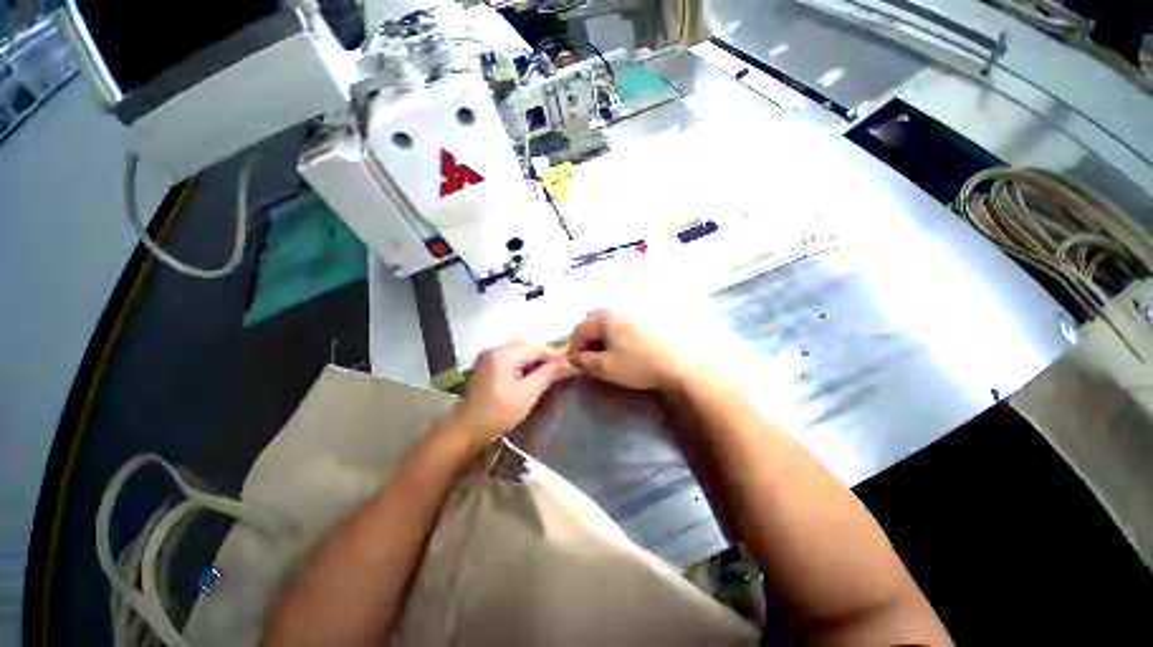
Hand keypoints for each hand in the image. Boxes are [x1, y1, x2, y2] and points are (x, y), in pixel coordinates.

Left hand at [443, 340, 575, 445]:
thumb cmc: (498, 413)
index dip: (555, 355)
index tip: (571, 364)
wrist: (466, 430)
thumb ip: (548, 374)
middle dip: (544, 356)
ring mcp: (488, 356)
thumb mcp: (528, 393)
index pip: (536, 347)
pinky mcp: (486, 365)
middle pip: (527, 346)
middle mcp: (495, 349)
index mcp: (503, 354)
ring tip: (548, 373)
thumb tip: (569, 363)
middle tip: (559, 370)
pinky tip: (530, 375)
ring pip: (519, 351)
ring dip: (534, 359)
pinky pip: (510, 358)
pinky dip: (523, 363)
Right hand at [566, 309, 692, 391]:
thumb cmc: (641, 364)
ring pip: (615, 317)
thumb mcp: (608, 368)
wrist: (686, 361)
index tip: (576, 361)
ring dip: (609, 331)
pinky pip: (632, 317)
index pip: (580, 329)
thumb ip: (585, 362)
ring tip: (616, 348)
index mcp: (605, 318)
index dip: (574, 345)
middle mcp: (620, 307)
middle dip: (590, 335)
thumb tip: (573, 358)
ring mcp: (640, 307)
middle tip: (595, 353)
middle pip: (596, 318)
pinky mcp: (656, 312)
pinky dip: (626, 328)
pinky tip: (636, 342)